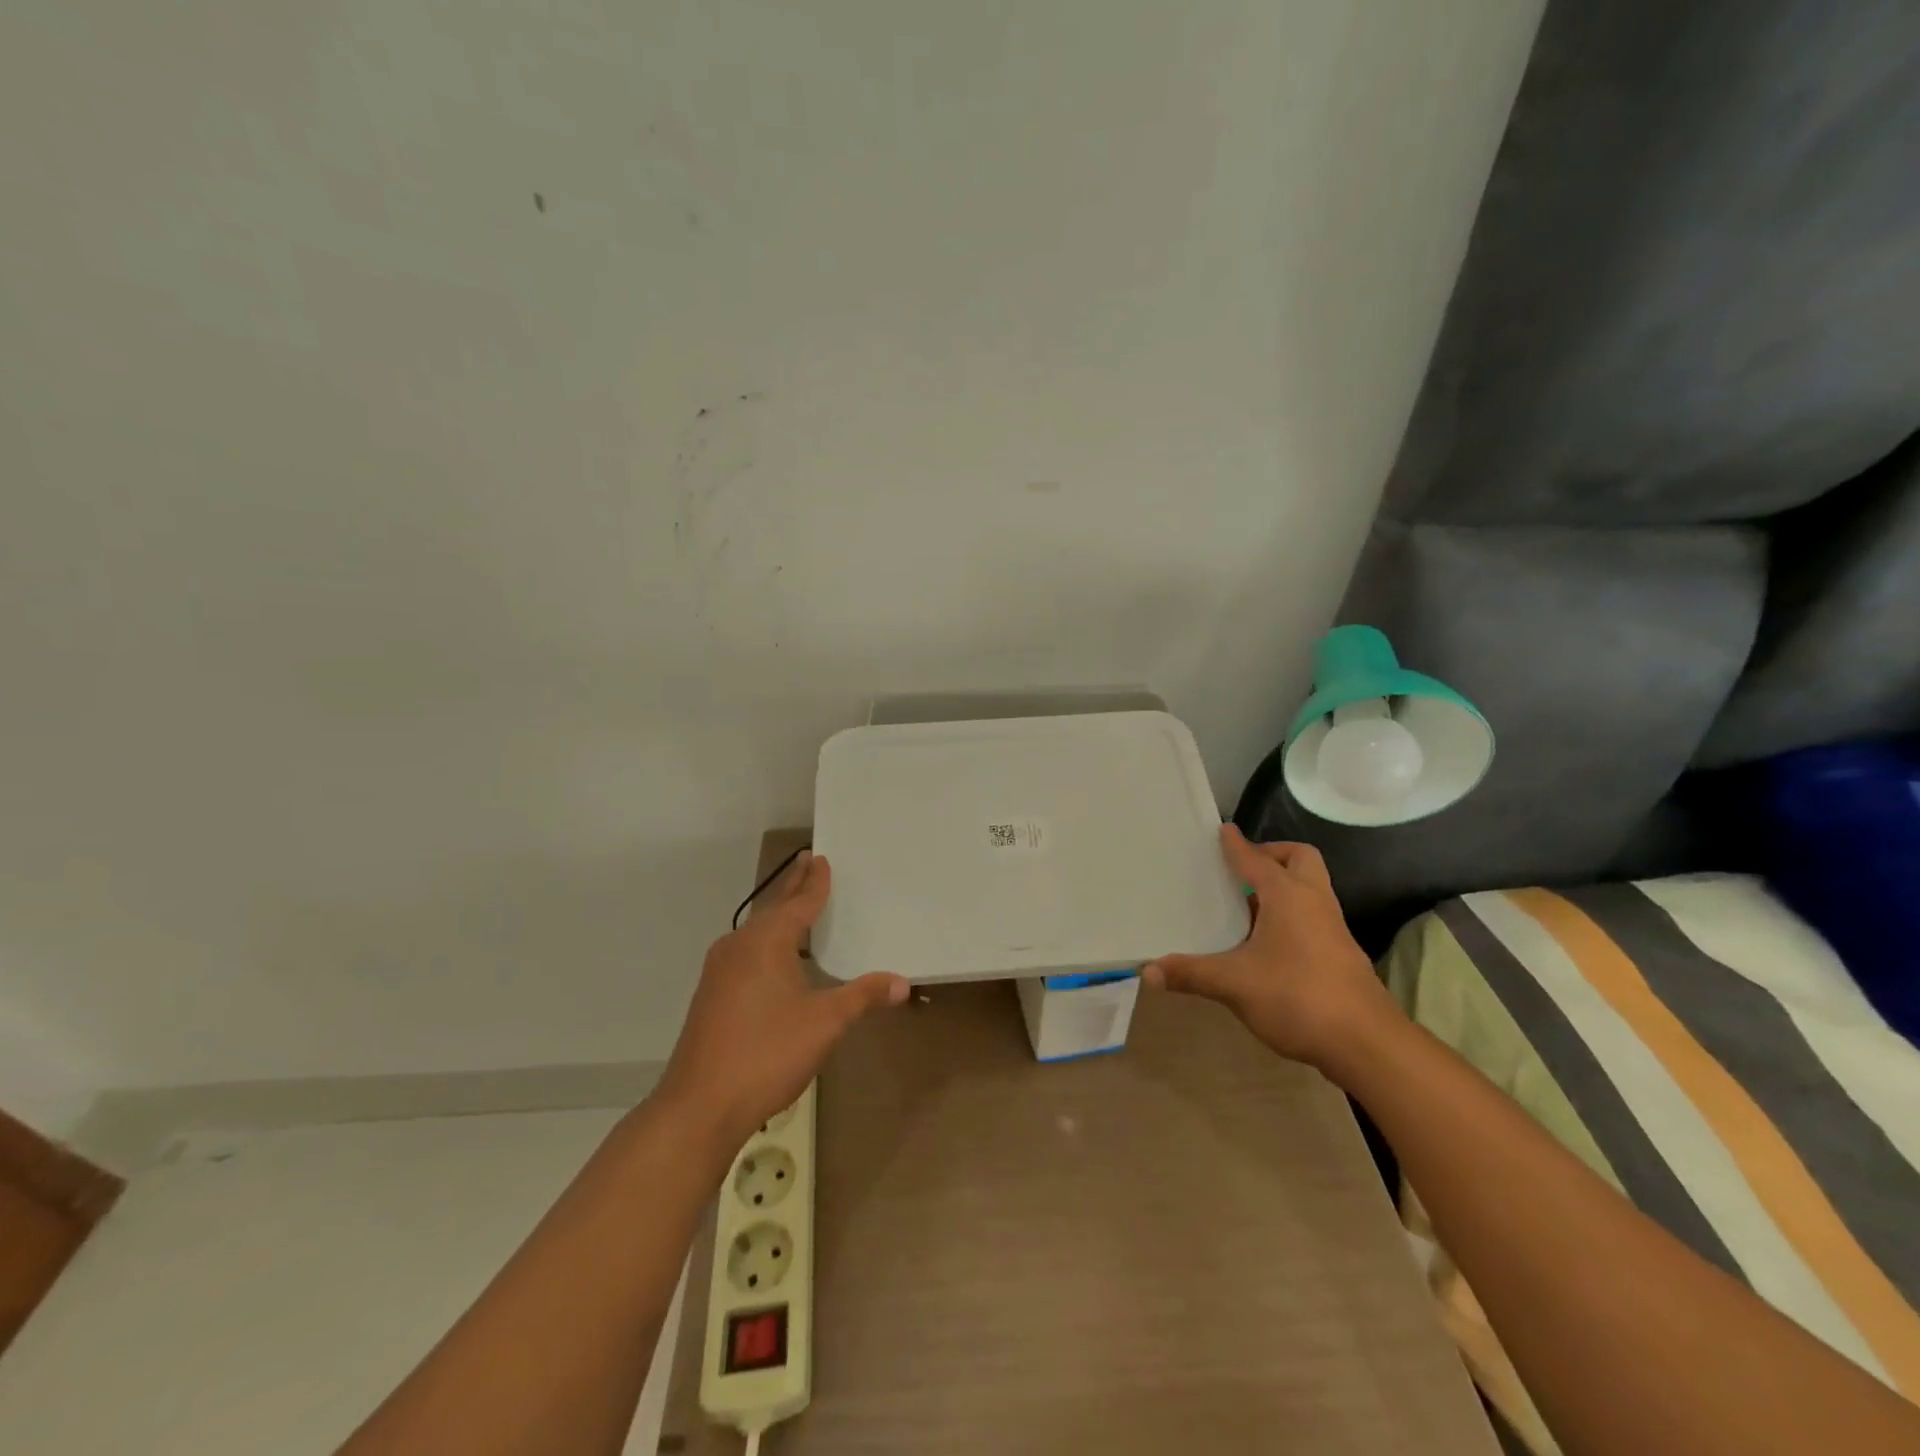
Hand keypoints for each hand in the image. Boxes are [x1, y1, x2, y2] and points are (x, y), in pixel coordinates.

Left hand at [654, 851, 907, 1151]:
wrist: (699, 1106)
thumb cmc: (767, 1053)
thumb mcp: (825, 1023)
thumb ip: (863, 997)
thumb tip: (902, 982)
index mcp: (766, 942)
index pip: (798, 903)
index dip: (814, 883)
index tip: (821, 859)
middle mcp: (739, 946)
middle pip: (772, 908)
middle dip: (792, 887)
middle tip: (807, 862)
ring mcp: (719, 971)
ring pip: (755, 931)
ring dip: (777, 915)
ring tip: (794, 906)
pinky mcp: (711, 996)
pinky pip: (744, 952)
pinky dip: (764, 941)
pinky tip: (771, 958)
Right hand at [1142, 824, 1397, 1071]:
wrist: (1366, 1043)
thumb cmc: (1297, 997)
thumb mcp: (1234, 984)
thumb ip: (1191, 974)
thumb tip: (1148, 971)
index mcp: (1288, 895)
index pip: (1256, 859)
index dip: (1236, 845)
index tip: (1222, 831)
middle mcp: (1314, 902)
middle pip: (1299, 859)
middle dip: (1273, 855)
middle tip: (1243, 868)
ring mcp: (1332, 928)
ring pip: (1309, 888)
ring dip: (1282, 886)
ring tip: (1246, 904)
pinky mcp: (1340, 954)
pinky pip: (1312, 915)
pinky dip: (1291, 914)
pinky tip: (1266, 942)